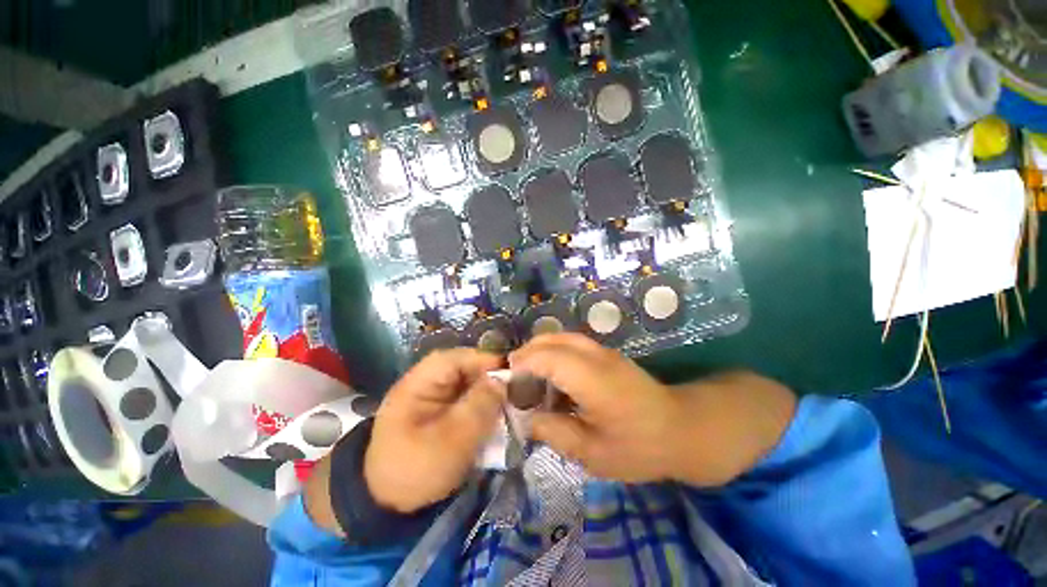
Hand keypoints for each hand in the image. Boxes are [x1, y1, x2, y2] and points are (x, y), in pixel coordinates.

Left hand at [364, 349, 505, 512]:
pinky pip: (467, 400)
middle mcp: (427, 383)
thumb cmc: (415, 470)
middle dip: (490, 379)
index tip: (510, 372)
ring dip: (488, 393)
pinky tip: (496, 416)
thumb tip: (502, 381)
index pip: (455, 358)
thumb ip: (479, 407)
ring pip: (469, 384)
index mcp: (419, 382)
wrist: (387, 504)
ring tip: (509, 404)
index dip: (484, 361)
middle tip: (514, 392)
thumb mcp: (451, 440)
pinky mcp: (441, 412)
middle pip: (464, 369)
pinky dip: (482, 406)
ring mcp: (434, 397)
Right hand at [510, 334, 795, 486]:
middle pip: (552, 339)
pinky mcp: (607, 354)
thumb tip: (527, 419)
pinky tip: (551, 376)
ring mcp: (604, 352)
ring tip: (528, 376)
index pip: (547, 357)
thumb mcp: (593, 453)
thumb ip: (555, 432)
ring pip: (562, 337)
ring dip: (540, 351)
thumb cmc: (640, 447)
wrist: (682, 429)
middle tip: (513, 378)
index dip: (522, 364)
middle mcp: (596, 356)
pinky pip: (572, 344)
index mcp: (593, 379)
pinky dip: (554, 353)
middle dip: (527, 353)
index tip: (505, 382)